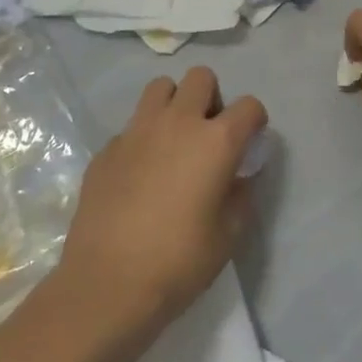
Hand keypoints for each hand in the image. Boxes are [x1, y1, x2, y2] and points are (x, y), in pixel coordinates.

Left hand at [55, 67, 266, 337]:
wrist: (107, 284)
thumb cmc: (179, 262)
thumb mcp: (229, 234)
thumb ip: (241, 194)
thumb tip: (239, 175)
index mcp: (215, 141)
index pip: (249, 106)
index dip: (255, 121)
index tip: (249, 144)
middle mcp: (177, 123)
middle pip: (200, 78)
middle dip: (212, 98)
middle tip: (209, 134)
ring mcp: (136, 132)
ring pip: (160, 88)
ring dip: (174, 104)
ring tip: (174, 141)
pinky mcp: (106, 149)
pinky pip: (131, 126)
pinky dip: (143, 138)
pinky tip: (140, 174)